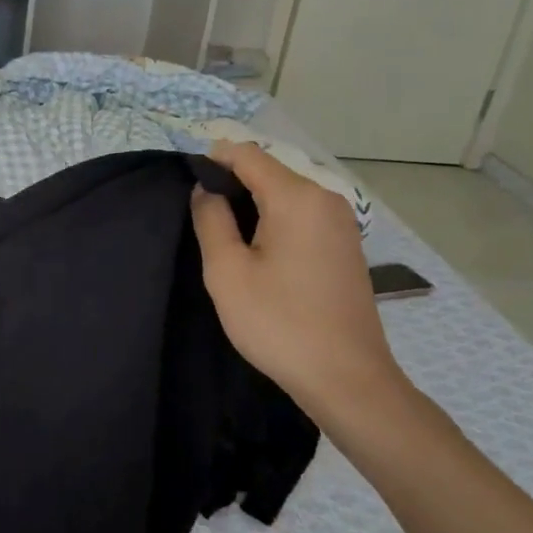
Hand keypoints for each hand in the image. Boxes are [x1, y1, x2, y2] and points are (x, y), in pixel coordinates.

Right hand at [190, 141, 409, 433]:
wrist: (347, 379)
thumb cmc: (279, 323)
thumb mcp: (227, 270)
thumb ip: (210, 218)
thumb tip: (206, 188)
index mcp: (297, 197)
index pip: (247, 154)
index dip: (212, 160)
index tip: (186, 186)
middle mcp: (326, 199)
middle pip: (268, 170)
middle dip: (231, 184)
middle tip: (200, 220)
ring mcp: (341, 222)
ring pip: (285, 193)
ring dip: (251, 204)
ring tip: (224, 237)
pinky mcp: (345, 245)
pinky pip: (301, 214)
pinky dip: (274, 220)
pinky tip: (258, 252)